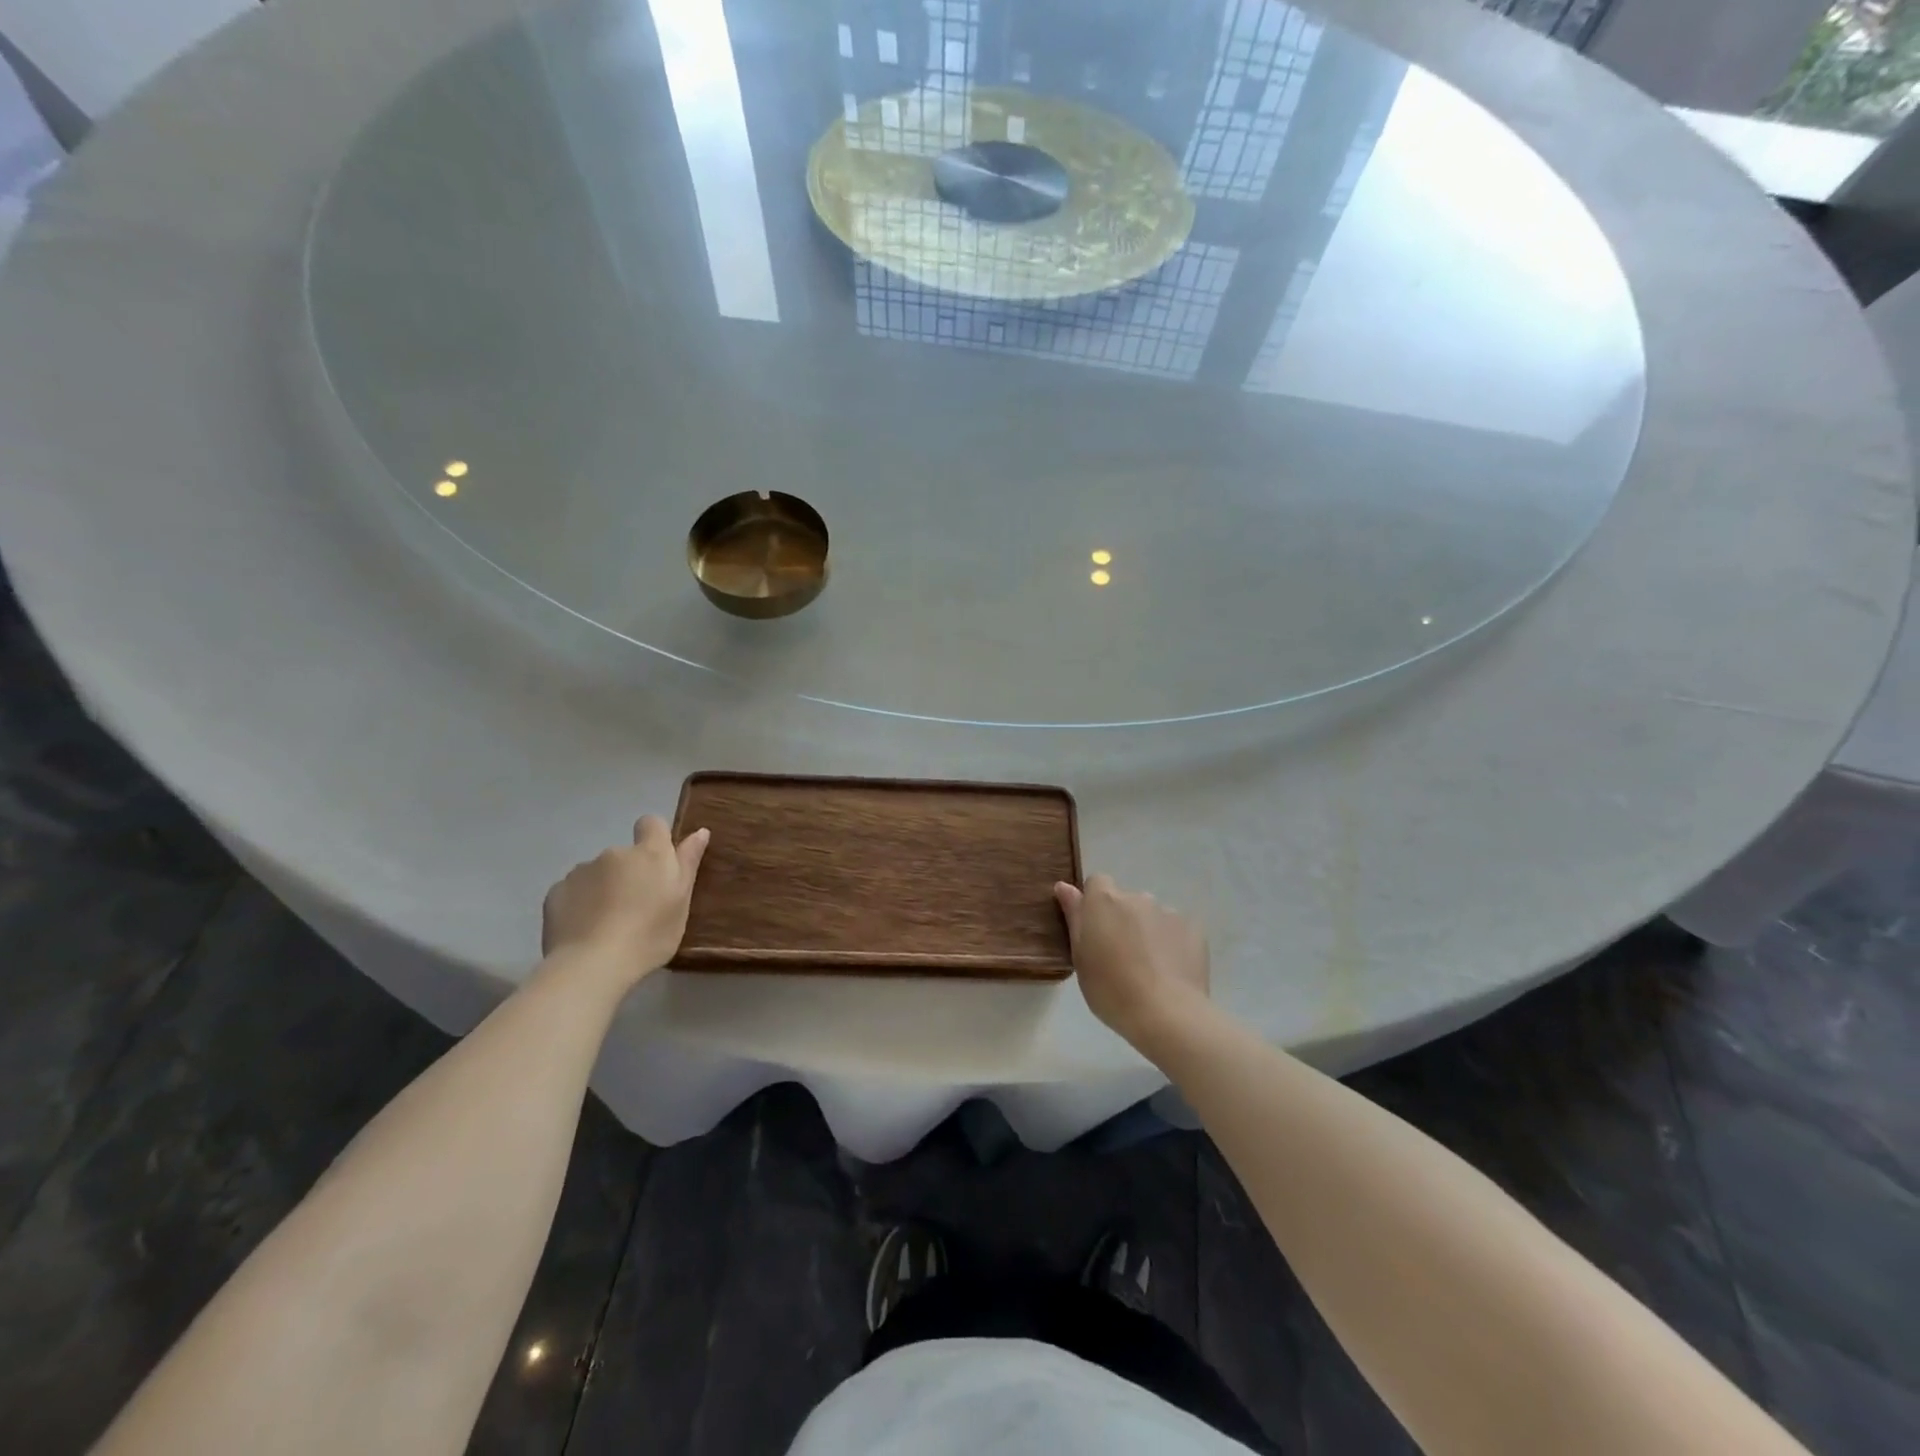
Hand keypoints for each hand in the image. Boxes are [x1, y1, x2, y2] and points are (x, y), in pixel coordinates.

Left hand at [542, 816, 709, 984]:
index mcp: (650, 854)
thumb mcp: (681, 902)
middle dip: (629, 873)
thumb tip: (700, 831)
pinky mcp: (556, 892)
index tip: (658, 865)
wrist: (591, 965)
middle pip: (625, 855)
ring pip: (598, 873)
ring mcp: (582, 871)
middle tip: (636, 908)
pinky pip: (574, 891)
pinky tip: (584, 929)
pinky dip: (580, 904)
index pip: (652, 823)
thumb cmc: (649, 935)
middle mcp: (614, 853)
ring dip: (604, 888)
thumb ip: (688, 863)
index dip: (655, 838)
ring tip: (607, 924)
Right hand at [1055, 874, 1209, 1046]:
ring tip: (1149, 967)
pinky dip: (1172, 943)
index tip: (1094, 930)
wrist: (1167, 1014)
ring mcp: (1169, 911)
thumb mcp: (1081, 957)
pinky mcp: (1194, 929)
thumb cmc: (1111, 989)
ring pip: (1152, 915)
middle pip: (1126, 900)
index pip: (1097, 882)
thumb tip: (1064, 886)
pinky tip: (1170, 971)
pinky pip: (1176, 930)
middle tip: (1120, 956)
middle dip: (1122, 920)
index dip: (1094, 903)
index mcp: (1105, 901)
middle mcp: (1137, 897)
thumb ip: (1074, 916)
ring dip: (1147, 931)